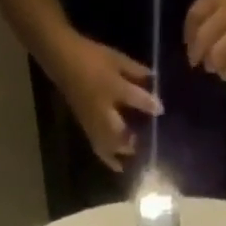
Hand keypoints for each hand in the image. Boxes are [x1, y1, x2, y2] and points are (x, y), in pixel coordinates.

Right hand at [49, 33, 162, 170]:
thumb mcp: (116, 59)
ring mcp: (94, 125)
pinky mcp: (88, 132)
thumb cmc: (92, 58)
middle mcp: (104, 112)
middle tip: (149, 146)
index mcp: (112, 89)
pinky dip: (111, 160)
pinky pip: (101, 151)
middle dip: (137, 141)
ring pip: (112, 147)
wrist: (64, 62)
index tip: (161, 110)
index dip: (149, 104)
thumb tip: (154, 80)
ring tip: (138, 161)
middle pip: (123, 134)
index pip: (135, 98)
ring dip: (125, 154)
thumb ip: (135, 71)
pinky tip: (120, 167)